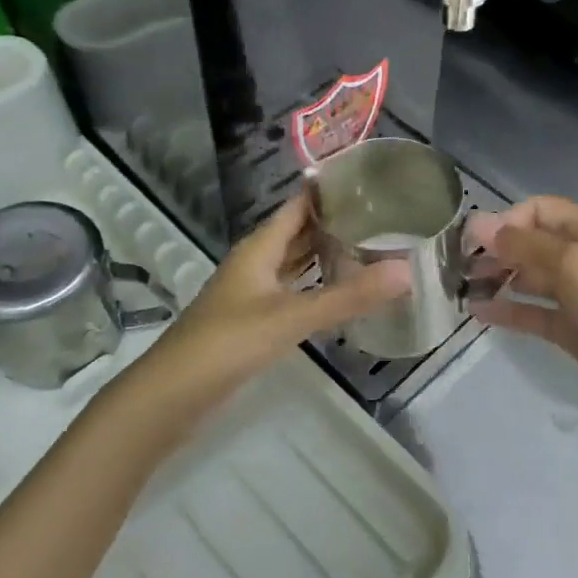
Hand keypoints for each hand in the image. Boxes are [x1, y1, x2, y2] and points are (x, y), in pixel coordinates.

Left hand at [153, 193, 409, 390]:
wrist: (171, 396)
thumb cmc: (227, 343)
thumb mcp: (291, 317)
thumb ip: (348, 297)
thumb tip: (406, 272)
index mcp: (259, 248)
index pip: (298, 206)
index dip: (329, 190)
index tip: (370, 180)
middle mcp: (255, 263)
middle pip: (298, 232)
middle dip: (334, 222)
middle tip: (383, 215)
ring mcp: (252, 293)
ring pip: (294, 263)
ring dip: (325, 254)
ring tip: (370, 246)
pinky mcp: (252, 321)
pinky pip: (291, 290)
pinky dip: (315, 285)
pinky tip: (340, 292)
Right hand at [469, 196, 577, 431]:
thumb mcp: (577, 267)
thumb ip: (526, 246)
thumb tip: (481, 224)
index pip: (542, 210)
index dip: (508, 220)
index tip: (476, 241)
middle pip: (534, 243)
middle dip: (498, 250)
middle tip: (462, 266)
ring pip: (531, 278)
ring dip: (499, 279)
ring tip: (464, 288)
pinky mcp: (574, 331)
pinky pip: (534, 313)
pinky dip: (508, 311)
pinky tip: (479, 314)